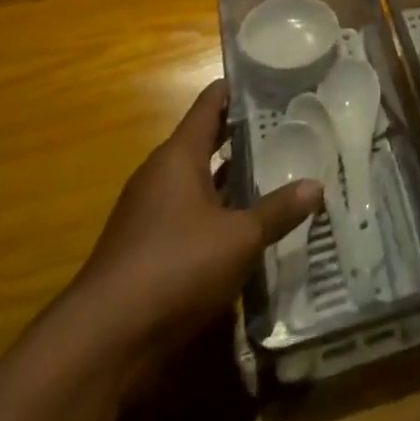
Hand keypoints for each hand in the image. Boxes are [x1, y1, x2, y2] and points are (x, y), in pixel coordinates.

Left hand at [65, 81, 320, 362]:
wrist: (102, 341)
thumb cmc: (174, 267)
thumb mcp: (239, 238)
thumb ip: (278, 210)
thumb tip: (317, 186)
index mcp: (178, 157)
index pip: (209, 105)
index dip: (238, 89)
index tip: (271, 79)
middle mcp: (160, 175)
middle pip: (204, 141)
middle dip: (242, 134)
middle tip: (287, 124)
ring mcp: (149, 213)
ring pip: (198, 180)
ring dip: (231, 176)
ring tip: (276, 168)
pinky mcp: (146, 248)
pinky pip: (189, 214)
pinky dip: (217, 211)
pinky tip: (247, 223)